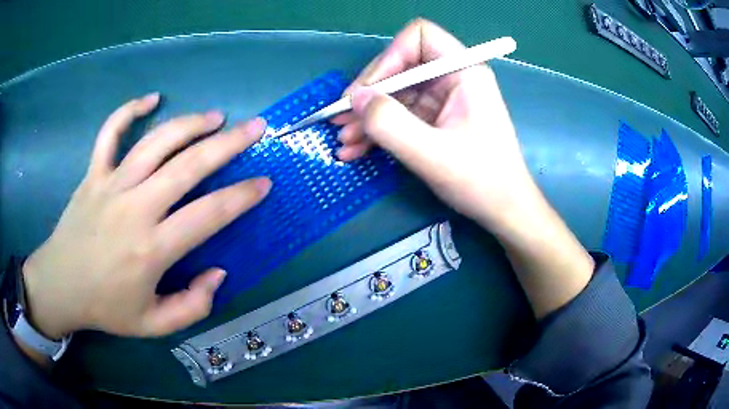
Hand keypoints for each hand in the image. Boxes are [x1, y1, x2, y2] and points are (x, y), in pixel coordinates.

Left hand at [22, 94, 271, 338]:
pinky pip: (111, 132)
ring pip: (155, 142)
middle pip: (187, 165)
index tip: (264, 183)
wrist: (61, 286)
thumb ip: (192, 306)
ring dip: (189, 124)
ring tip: (215, 117)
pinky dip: (129, 111)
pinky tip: (151, 99)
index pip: (208, 215)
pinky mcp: (93, 173)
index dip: (241, 197)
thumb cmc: (106, 307)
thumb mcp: (154, 325)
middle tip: (255, 127)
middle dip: (228, 143)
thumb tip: (218, 273)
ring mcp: (111, 185)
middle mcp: (135, 208)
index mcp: (152, 249)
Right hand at [333, 19, 536, 231]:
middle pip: (400, 66)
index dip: (390, 57)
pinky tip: (357, 150)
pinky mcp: (435, 120)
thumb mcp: (432, 154)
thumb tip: (354, 99)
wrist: (503, 210)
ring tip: (345, 143)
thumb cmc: (480, 181)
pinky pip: (400, 115)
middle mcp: (451, 78)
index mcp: (463, 72)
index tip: (369, 91)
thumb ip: (390, 124)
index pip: (419, 37)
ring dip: (367, 116)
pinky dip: (378, 130)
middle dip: (369, 94)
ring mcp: (443, 100)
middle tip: (341, 121)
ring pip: (395, 94)